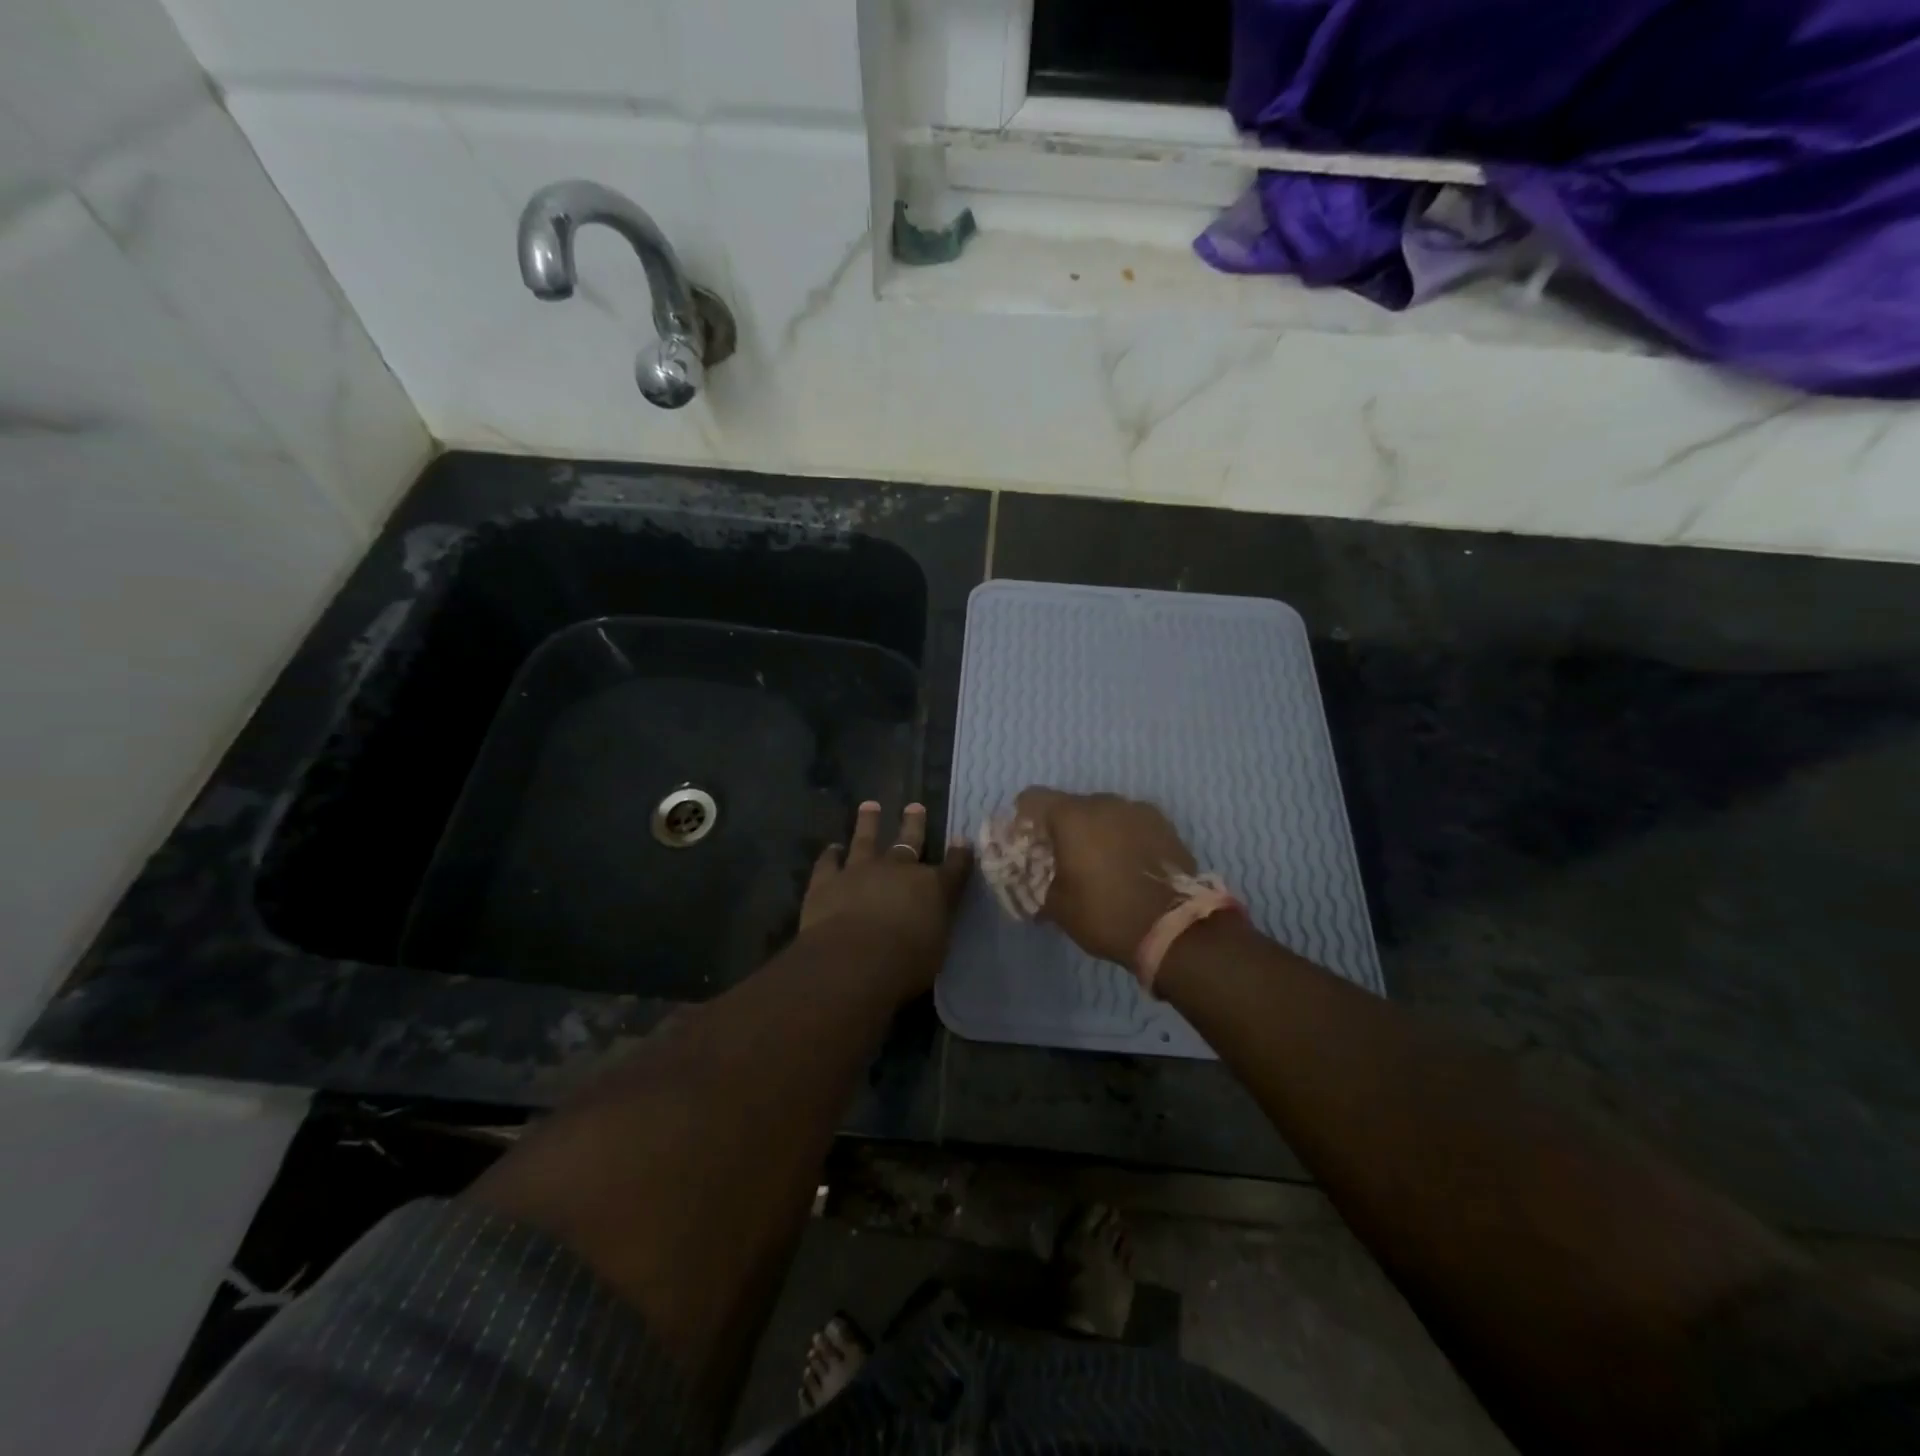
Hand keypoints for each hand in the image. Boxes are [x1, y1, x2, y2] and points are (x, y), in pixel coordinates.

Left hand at [800, 801, 972, 995]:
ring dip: (869, 822)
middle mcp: (899, 870)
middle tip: (915, 806)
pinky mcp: (827, 880)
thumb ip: (933, 926)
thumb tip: (931, 918)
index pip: (954, 867)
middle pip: (910, 841)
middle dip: (914, 823)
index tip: (962, 841)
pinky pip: (828, 862)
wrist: (854, 960)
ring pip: (866, 839)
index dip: (960, 854)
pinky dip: (830, 855)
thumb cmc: (906, 964)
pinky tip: (832, 849)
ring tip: (870, 806)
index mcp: (933, 888)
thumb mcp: (935, 948)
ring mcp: (861, 870)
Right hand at [1012, 788, 1196, 964]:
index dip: (1024, 818)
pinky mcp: (1164, 823)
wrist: (1175, 929)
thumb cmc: (1105, 914)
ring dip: (1096, 830)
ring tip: (1100, 862)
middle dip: (1063, 827)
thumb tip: (1033, 883)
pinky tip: (1127, 863)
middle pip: (1071, 804)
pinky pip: (1131, 822)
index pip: (1032, 798)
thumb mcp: (1058, 908)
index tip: (1027, 842)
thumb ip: (1038, 884)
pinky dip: (1123, 836)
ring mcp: (1137, 810)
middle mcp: (1104, 802)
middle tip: (1064, 858)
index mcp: (1071, 816)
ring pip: (1104, 812)